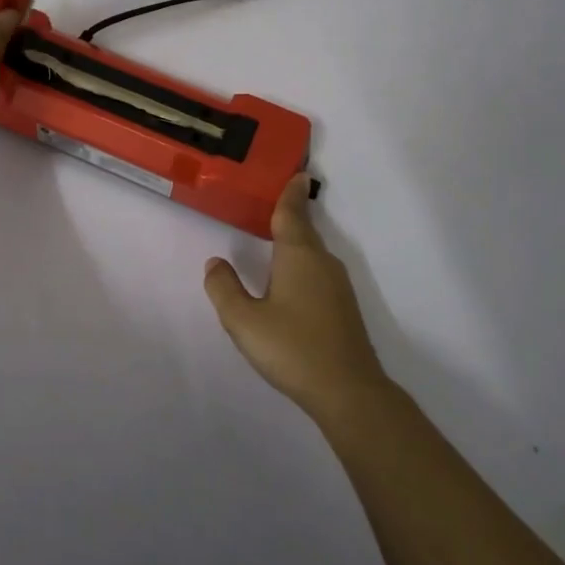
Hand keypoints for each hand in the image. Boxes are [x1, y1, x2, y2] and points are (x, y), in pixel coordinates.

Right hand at [203, 175, 390, 421]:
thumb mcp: (244, 321)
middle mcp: (322, 262)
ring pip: (312, 252)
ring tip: (276, 236)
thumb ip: (225, 289)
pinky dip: (303, 263)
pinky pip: (318, 271)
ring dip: (296, 240)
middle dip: (291, 214)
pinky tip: (290, 279)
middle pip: (304, 230)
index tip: (296, 173)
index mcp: (298, 255)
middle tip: (275, 200)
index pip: (291, 214)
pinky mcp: (343, 307)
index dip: (290, 193)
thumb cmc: (293, 349)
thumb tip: (215, 262)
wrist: (349, 391)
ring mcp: (337, 285)